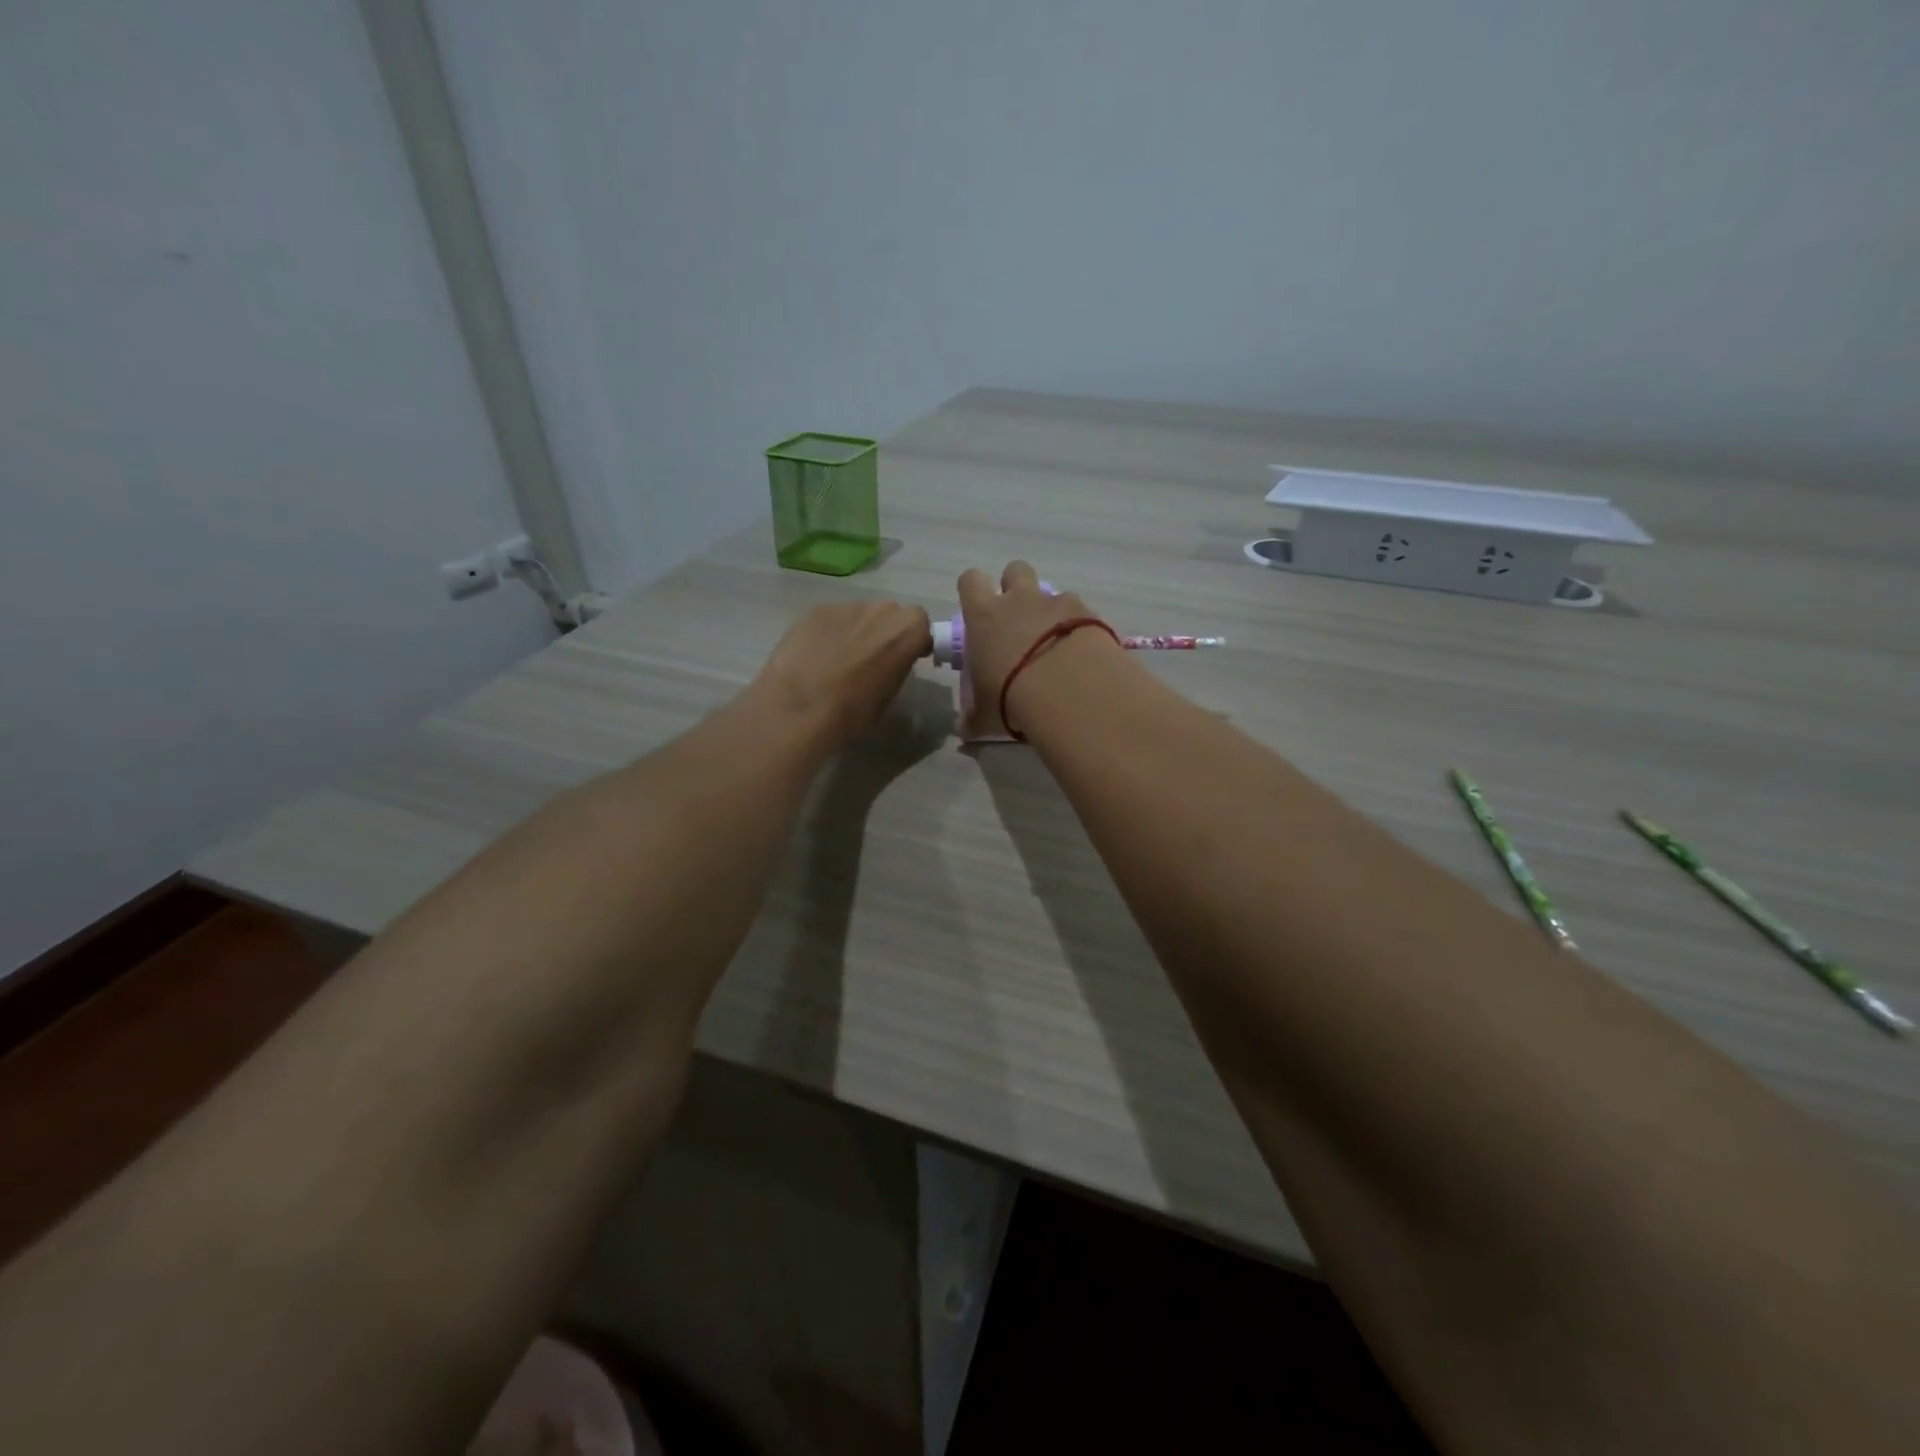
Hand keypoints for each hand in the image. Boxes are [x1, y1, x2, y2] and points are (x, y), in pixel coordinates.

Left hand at [752, 598, 932, 743]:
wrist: (800, 708)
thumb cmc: (854, 711)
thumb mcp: (890, 695)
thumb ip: (897, 668)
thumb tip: (890, 664)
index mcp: (908, 630)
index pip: (921, 625)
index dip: (912, 641)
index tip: (904, 658)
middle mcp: (882, 609)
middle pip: (890, 614)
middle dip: (884, 631)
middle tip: (871, 658)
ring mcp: (847, 605)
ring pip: (859, 614)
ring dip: (856, 630)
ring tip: (837, 659)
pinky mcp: (816, 609)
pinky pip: (831, 618)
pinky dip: (828, 632)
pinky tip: (814, 656)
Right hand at [956, 562, 1109, 734]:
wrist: (1069, 691)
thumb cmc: (1011, 698)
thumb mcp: (985, 715)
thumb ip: (973, 717)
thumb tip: (965, 727)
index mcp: (984, 615)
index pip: (969, 580)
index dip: (973, 590)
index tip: (977, 610)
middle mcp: (1019, 599)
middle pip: (1014, 570)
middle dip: (1015, 587)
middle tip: (1018, 619)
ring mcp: (1056, 602)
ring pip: (1050, 589)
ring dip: (1050, 609)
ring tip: (1055, 641)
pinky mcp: (1089, 613)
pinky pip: (1080, 610)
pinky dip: (1079, 625)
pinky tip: (1081, 651)